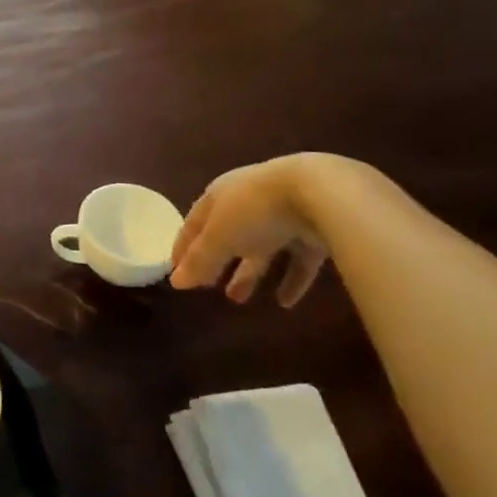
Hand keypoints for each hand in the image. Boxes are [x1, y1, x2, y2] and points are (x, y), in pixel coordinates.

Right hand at [170, 155, 328, 304]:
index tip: (176, 270)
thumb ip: (200, 261)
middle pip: (228, 235)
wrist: (320, 194)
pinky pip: (297, 259)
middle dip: (217, 261)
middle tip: (208, 287)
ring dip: (249, 273)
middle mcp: (249, 201)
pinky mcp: (313, 230)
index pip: (195, 222)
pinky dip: (289, 279)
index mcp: (221, 195)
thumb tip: (175, 282)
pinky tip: (284, 302)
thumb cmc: (256, 210)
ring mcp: (283, 214)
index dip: (184, 246)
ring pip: (261, 248)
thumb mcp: (220, 236)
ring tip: (238, 300)